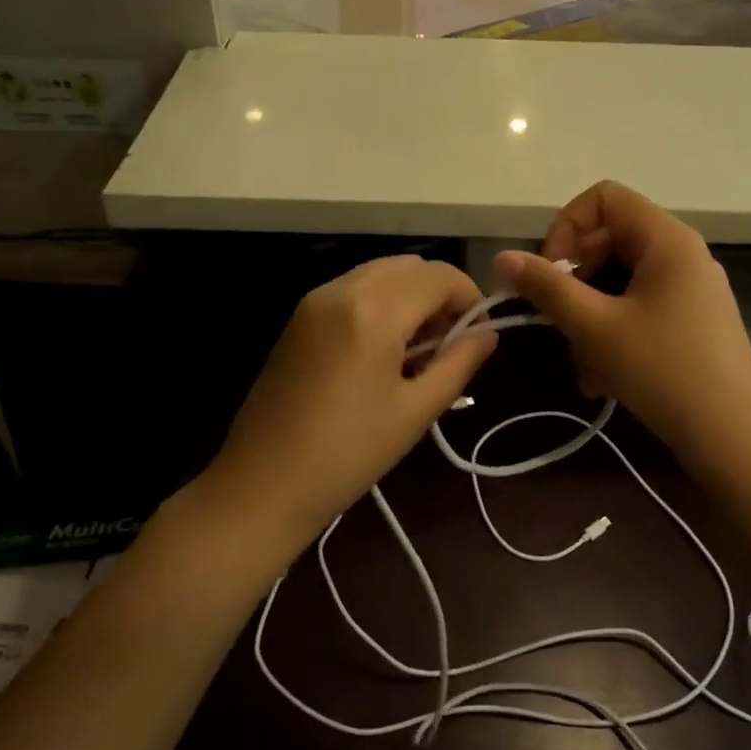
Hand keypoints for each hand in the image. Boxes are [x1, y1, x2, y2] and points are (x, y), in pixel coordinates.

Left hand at [209, 256, 497, 553]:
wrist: (262, 483)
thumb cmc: (348, 454)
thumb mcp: (415, 411)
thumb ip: (458, 363)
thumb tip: (487, 335)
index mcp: (374, 311)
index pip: (439, 276)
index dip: (470, 298)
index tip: (478, 335)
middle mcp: (342, 290)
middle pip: (409, 266)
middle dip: (439, 294)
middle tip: (448, 344)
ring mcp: (314, 300)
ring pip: (380, 273)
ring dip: (409, 296)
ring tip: (417, 350)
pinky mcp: (299, 317)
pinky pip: (353, 289)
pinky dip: (380, 303)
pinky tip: (381, 350)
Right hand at [495, 182, 750, 472]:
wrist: (734, 438)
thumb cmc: (664, 371)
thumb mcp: (595, 327)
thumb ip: (546, 287)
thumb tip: (502, 257)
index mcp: (666, 239)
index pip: (604, 198)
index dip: (567, 227)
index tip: (551, 272)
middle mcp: (682, 254)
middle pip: (609, 240)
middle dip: (574, 280)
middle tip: (557, 320)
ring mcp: (690, 290)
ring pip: (619, 283)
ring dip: (588, 318)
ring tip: (582, 365)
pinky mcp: (691, 323)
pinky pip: (638, 310)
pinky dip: (612, 335)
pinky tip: (601, 379)